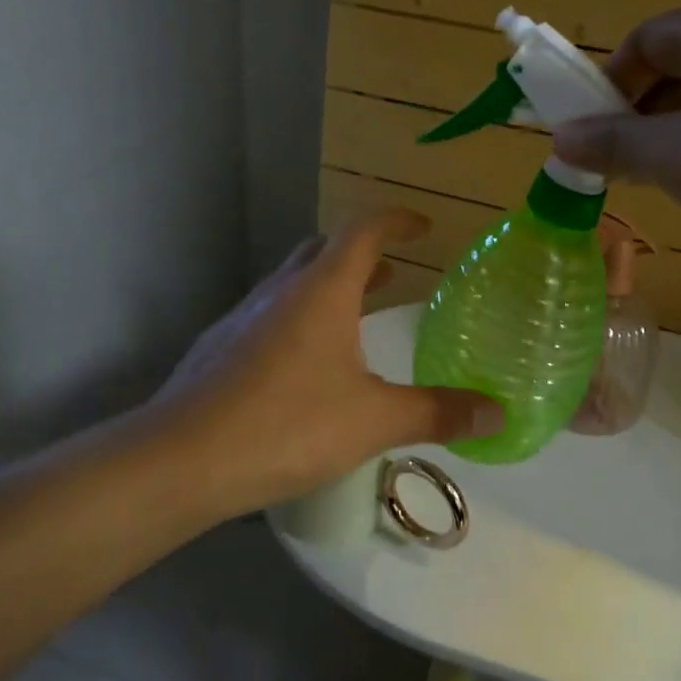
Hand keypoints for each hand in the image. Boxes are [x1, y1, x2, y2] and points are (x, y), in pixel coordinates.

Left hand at [149, 209, 503, 517]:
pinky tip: (304, 367)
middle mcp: (280, 291)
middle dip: (361, 255)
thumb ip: (437, 413)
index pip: (363, 230)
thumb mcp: (374, 420)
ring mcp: (243, 318)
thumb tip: (497, 414)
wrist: (182, 460)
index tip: (422, 226)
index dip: (396, 221)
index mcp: (322, 290)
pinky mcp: (219, 349)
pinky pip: (269, 317)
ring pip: (292, 284)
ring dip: (328, 287)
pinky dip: (298, 320)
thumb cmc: (287, 425)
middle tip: (393, 274)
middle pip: (323, 250)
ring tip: (356, 317)